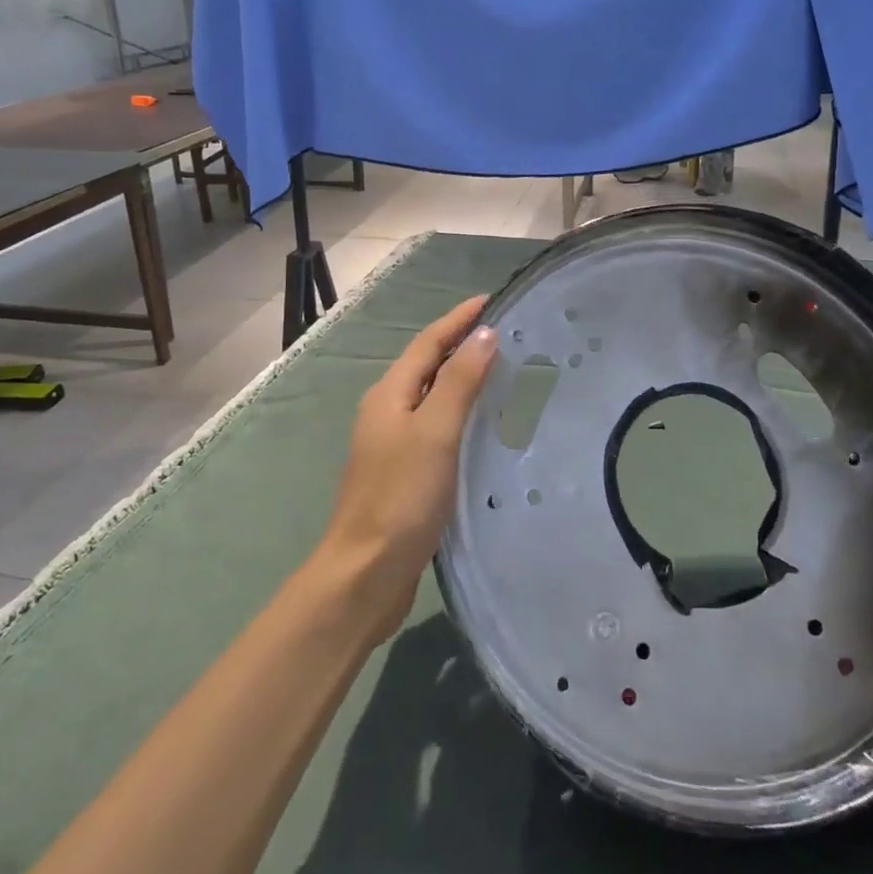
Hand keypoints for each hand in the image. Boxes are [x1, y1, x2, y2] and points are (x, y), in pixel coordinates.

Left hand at [315, 297, 497, 640]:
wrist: (366, 573)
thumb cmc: (401, 496)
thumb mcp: (435, 432)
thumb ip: (460, 382)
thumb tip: (484, 334)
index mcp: (390, 394)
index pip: (428, 342)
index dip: (459, 319)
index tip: (492, 300)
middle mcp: (387, 411)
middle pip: (428, 365)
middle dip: (462, 344)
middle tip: (506, 335)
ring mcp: (392, 443)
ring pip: (432, 396)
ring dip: (462, 378)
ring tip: (502, 372)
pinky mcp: (403, 472)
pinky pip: (436, 426)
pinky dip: (459, 413)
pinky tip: (482, 426)